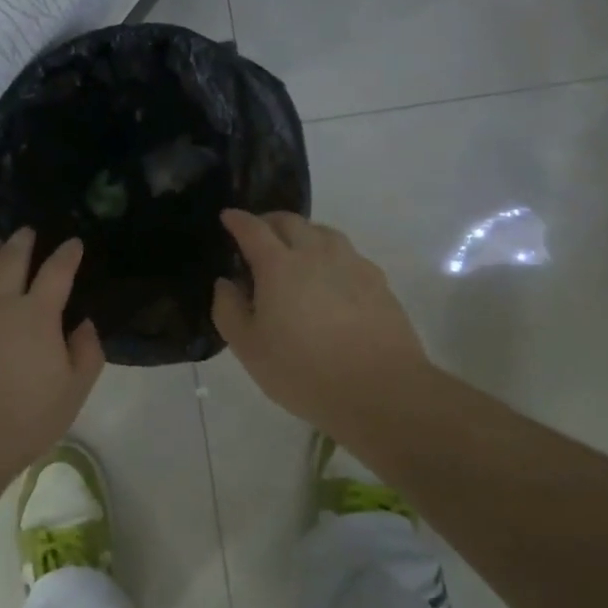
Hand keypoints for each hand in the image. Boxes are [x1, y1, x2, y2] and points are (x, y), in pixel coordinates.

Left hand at [0, 229, 105, 490]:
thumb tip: (85, 324)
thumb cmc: (22, 421)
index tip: (73, 242)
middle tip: (26, 231)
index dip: (67, 254)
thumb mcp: (73, 393)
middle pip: (10, 260)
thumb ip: (87, 353)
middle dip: (21, 241)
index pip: (57, 272)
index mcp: (35, 315)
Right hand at [211, 209, 432, 443]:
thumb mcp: (249, 348)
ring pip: (322, 232)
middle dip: (269, 221)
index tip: (228, 217)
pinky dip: (330, 255)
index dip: (237, 220)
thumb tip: (226, 282)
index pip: (253, 229)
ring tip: (295, 253)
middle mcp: (315, 253)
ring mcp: (351, 263)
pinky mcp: (377, 280)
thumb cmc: (304, 371)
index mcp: (279, 264)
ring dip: (302, 234)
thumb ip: (228, 309)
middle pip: (290, 221)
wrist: (381, 391)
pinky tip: (331, 278)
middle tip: (258, 236)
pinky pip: (347, 254)